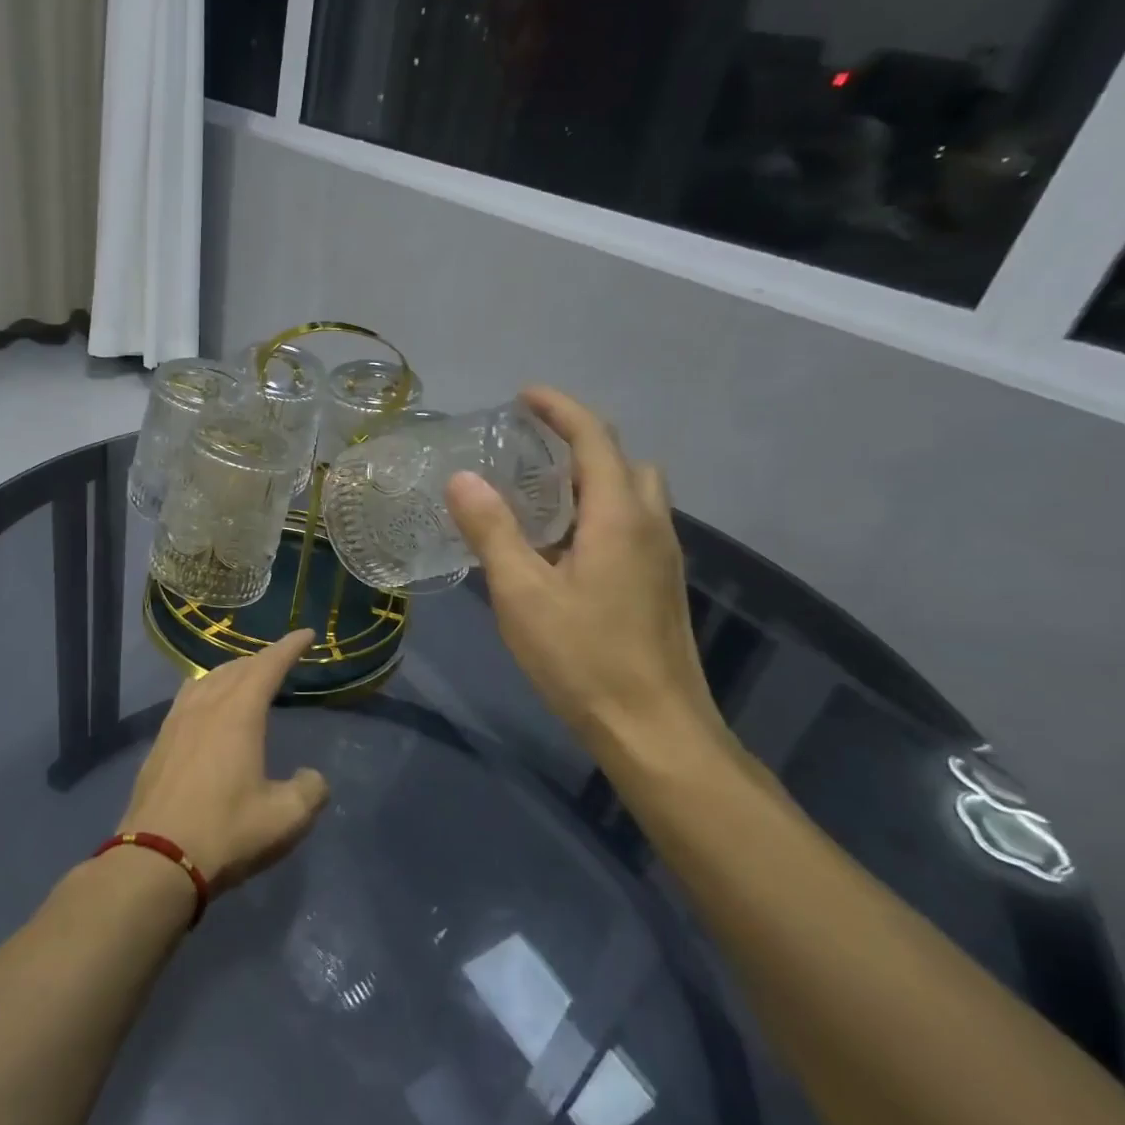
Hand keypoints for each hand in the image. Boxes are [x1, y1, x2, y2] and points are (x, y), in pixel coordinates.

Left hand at [118, 630, 329, 893]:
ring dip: (231, 671)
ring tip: (245, 676)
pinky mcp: (160, 742)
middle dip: (262, 658)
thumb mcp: (285, 819)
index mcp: (238, 714)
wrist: (155, 859)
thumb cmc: (226, 833)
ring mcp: (177, 722)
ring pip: (207, 679)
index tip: (306, 634)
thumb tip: (311, 778)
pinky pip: (188, 697)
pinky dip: (206, 689)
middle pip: (236, 668)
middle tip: (280, 660)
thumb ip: (309, 791)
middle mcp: (206, 707)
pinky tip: (205, 705)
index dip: (289, 647)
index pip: (268, 666)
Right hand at [446, 387, 724, 764]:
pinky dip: (599, 511)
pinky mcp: (660, 585)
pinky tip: (561, 548)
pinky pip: (633, 525)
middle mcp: (651, 525)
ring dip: (591, 479)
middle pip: (622, 461)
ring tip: (539, 495)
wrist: (655, 729)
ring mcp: (663, 557)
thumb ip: (492, 531)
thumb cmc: (583, 658)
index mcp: (619, 516)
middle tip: (529, 449)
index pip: (595, 438)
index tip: (523, 395)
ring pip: (632, 494)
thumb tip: (462, 478)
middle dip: (579, 441)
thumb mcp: (522, 594)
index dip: (560, 408)